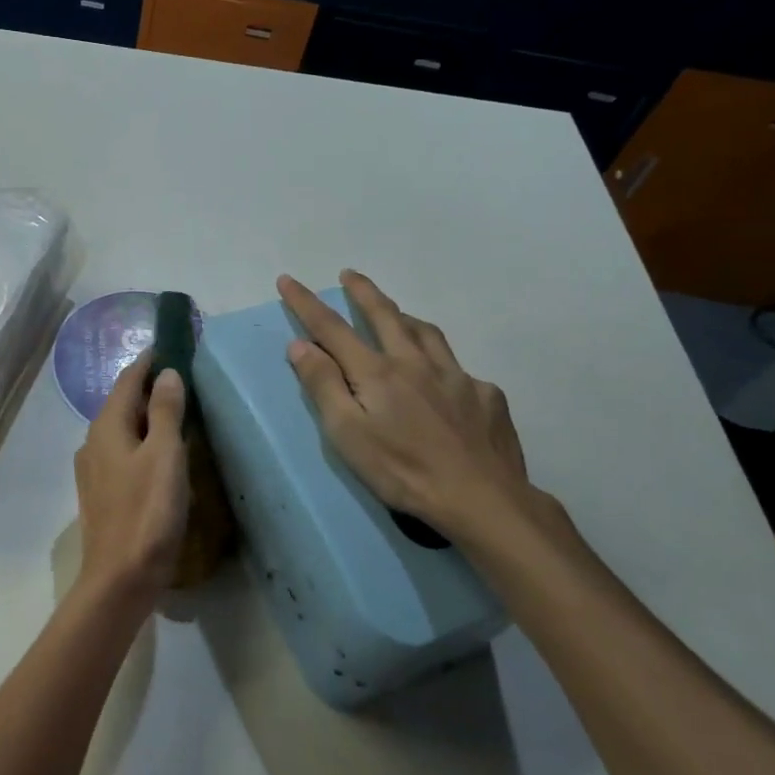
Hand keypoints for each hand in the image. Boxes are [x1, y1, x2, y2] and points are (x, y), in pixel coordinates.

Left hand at [74, 353, 189, 603]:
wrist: (120, 579)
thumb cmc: (147, 513)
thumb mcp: (165, 456)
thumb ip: (166, 411)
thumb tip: (166, 372)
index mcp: (107, 426)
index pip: (127, 379)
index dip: (149, 361)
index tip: (172, 346)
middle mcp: (94, 441)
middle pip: (122, 402)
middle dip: (149, 387)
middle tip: (183, 378)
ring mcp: (94, 468)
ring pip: (123, 428)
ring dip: (147, 415)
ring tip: (177, 411)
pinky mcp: (102, 492)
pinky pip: (123, 452)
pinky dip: (143, 441)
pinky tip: (161, 453)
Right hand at [277, 271, 547, 549]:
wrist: (483, 500)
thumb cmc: (403, 470)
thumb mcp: (347, 433)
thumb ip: (323, 385)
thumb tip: (300, 344)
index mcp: (377, 372)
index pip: (332, 328)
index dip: (306, 303)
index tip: (288, 280)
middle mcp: (416, 362)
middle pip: (385, 315)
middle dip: (363, 291)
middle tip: (349, 274)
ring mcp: (457, 377)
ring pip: (427, 334)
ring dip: (404, 317)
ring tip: (396, 314)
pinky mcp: (487, 396)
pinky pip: (459, 370)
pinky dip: (442, 365)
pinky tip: (445, 384)